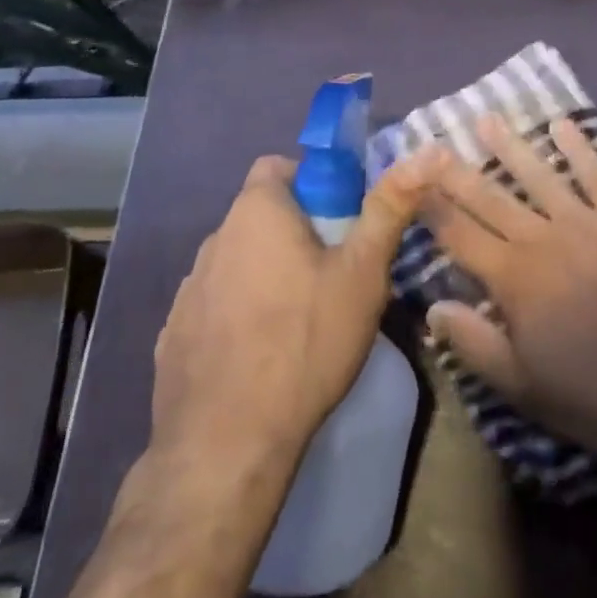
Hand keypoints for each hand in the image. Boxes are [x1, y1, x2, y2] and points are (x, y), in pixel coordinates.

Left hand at [151, 153, 428, 470]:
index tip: (339, 219)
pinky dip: (237, 315)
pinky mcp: (173, 335)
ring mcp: (188, 289)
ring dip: (264, 273)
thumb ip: (388, 209)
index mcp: (255, 212)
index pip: (277, 167)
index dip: (311, 182)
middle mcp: (214, 239)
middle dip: (294, 232)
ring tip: (299, 318)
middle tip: (331, 272)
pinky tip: (261, 355)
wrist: (227, 443)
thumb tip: (423, 154)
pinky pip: (214, 306)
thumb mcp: (362, 273)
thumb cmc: (305, 341)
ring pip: (237, 261)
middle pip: (260, 216)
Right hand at [415, 115, 596, 460]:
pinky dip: (580, 148)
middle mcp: (543, 239)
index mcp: (515, 279)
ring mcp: (587, 223)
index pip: (461, 235)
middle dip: (457, 170)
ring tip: (486, 120)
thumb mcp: (525, 388)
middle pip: (491, 198)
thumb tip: (431, 306)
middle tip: (432, 141)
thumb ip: (474, 345)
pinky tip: (563, 125)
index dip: (432, 207)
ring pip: (539, 175)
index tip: (410, 180)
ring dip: (510, 147)